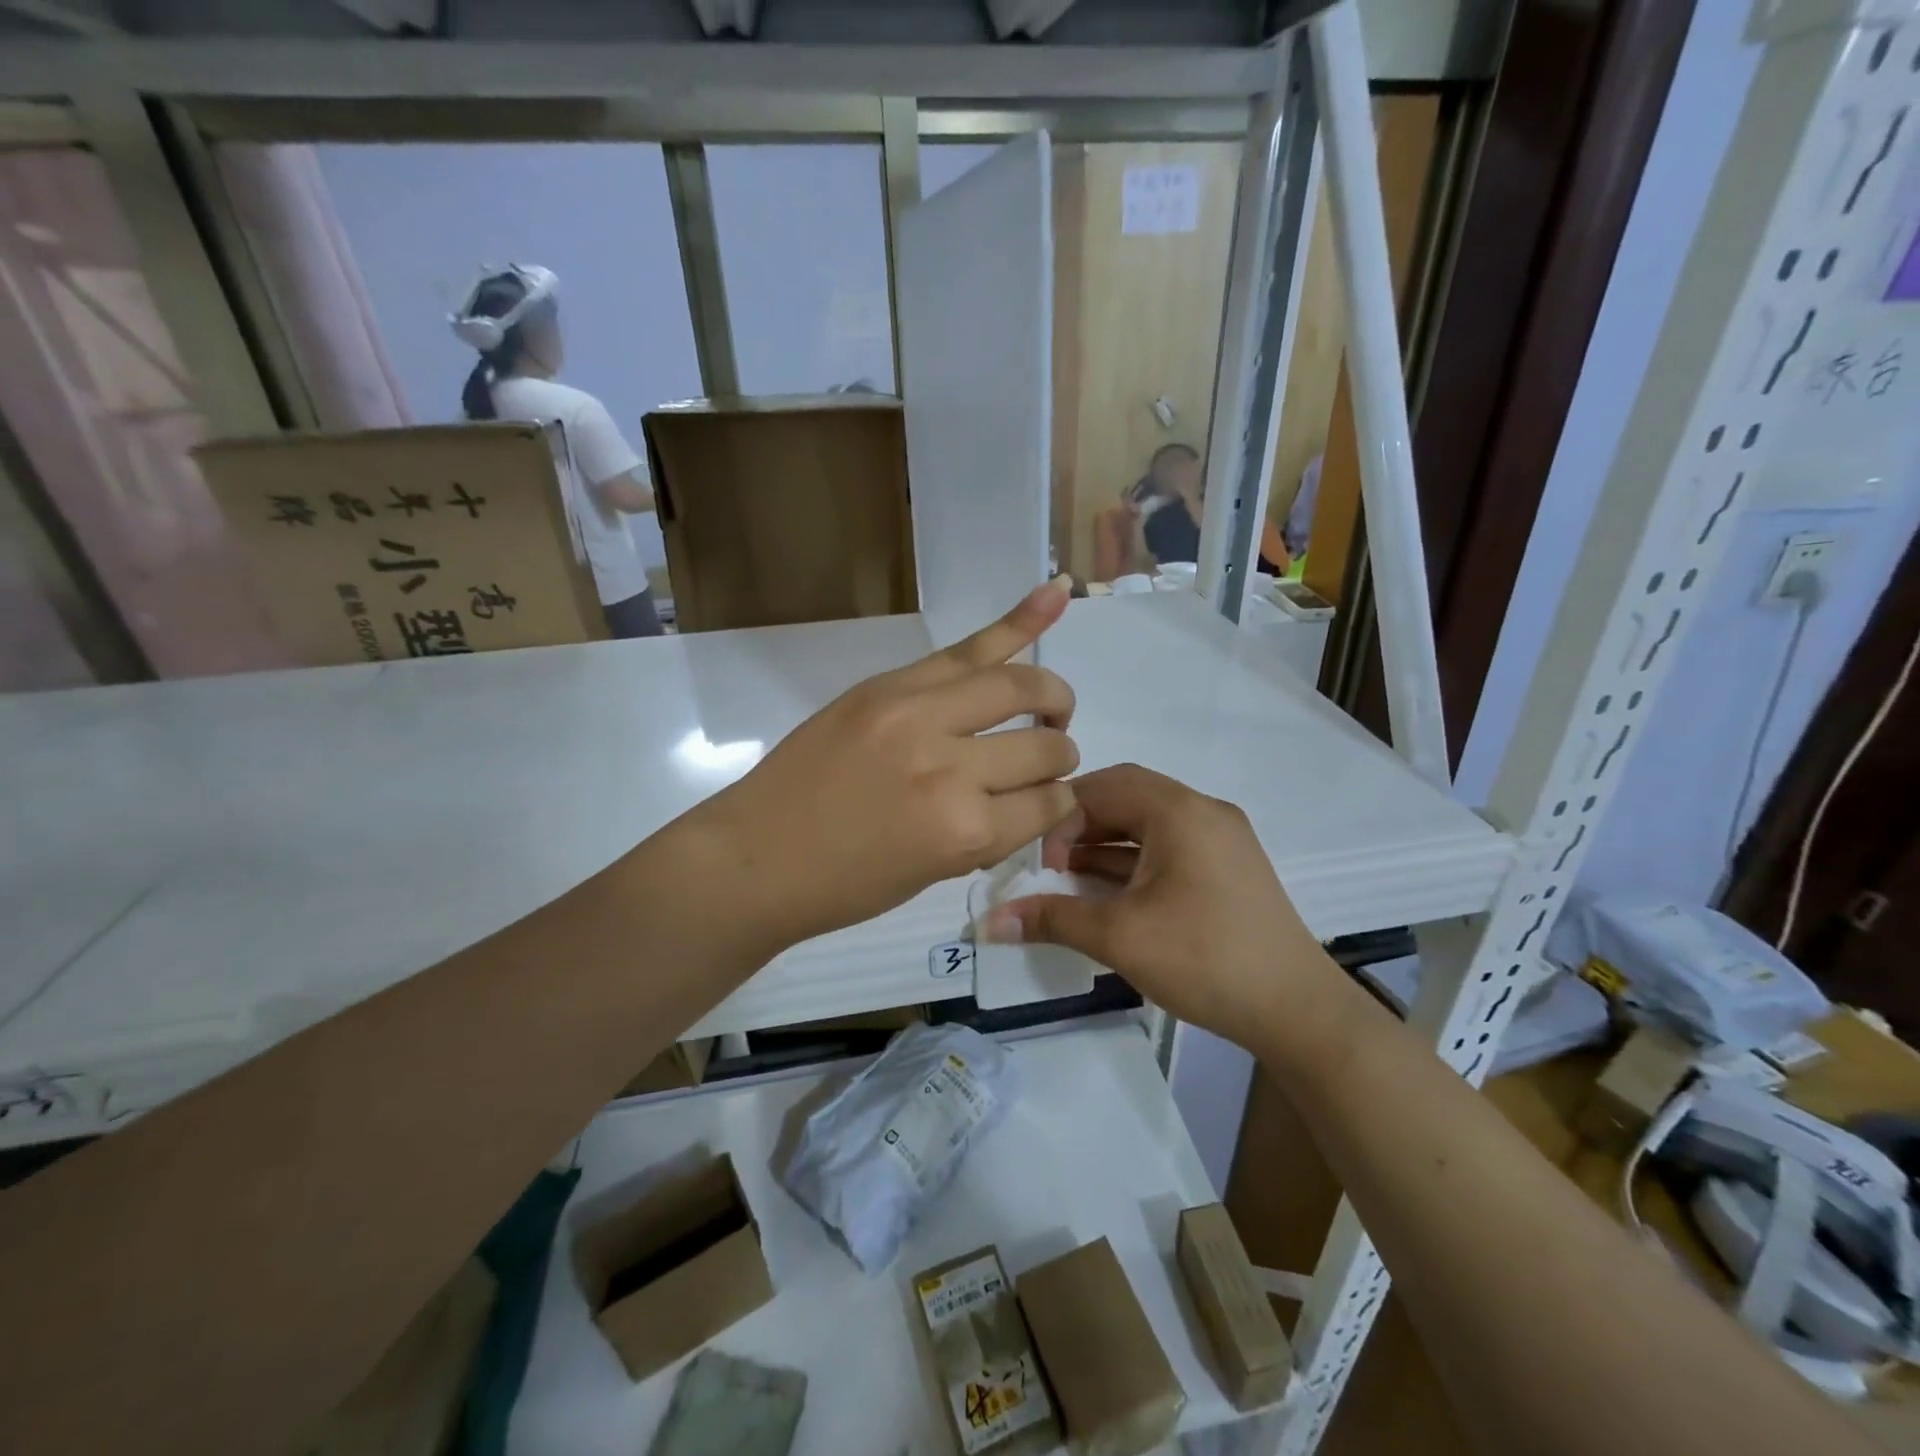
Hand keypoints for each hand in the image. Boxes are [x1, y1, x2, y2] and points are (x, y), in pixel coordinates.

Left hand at [694, 579, 1080, 948]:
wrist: (756, 856)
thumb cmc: (844, 885)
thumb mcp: (934, 872)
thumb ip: (991, 828)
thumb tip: (1037, 794)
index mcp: (965, 831)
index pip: (1049, 804)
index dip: (1057, 806)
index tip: (1046, 805)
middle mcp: (952, 767)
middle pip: (1043, 746)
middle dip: (1058, 753)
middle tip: (1047, 755)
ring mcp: (918, 712)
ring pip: (1017, 687)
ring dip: (1049, 697)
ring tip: (1050, 705)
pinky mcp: (890, 684)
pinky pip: (967, 648)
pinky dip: (1018, 622)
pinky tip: (1057, 592)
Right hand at [981, 764, 1340, 1047]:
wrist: (1298, 1011)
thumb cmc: (1205, 959)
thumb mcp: (1120, 937)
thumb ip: (1053, 919)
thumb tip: (989, 922)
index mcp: (1181, 811)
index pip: (1106, 784)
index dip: (1063, 814)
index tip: (1041, 860)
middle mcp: (1204, 812)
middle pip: (1128, 798)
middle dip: (1082, 827)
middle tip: (1050, 864)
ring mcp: (1221, 839)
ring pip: (1148, 824)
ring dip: (1106, 846)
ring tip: (1070, 880)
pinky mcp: (1229, 867)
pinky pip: (1169, 847)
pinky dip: (1134, 862)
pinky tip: (1109, 894)